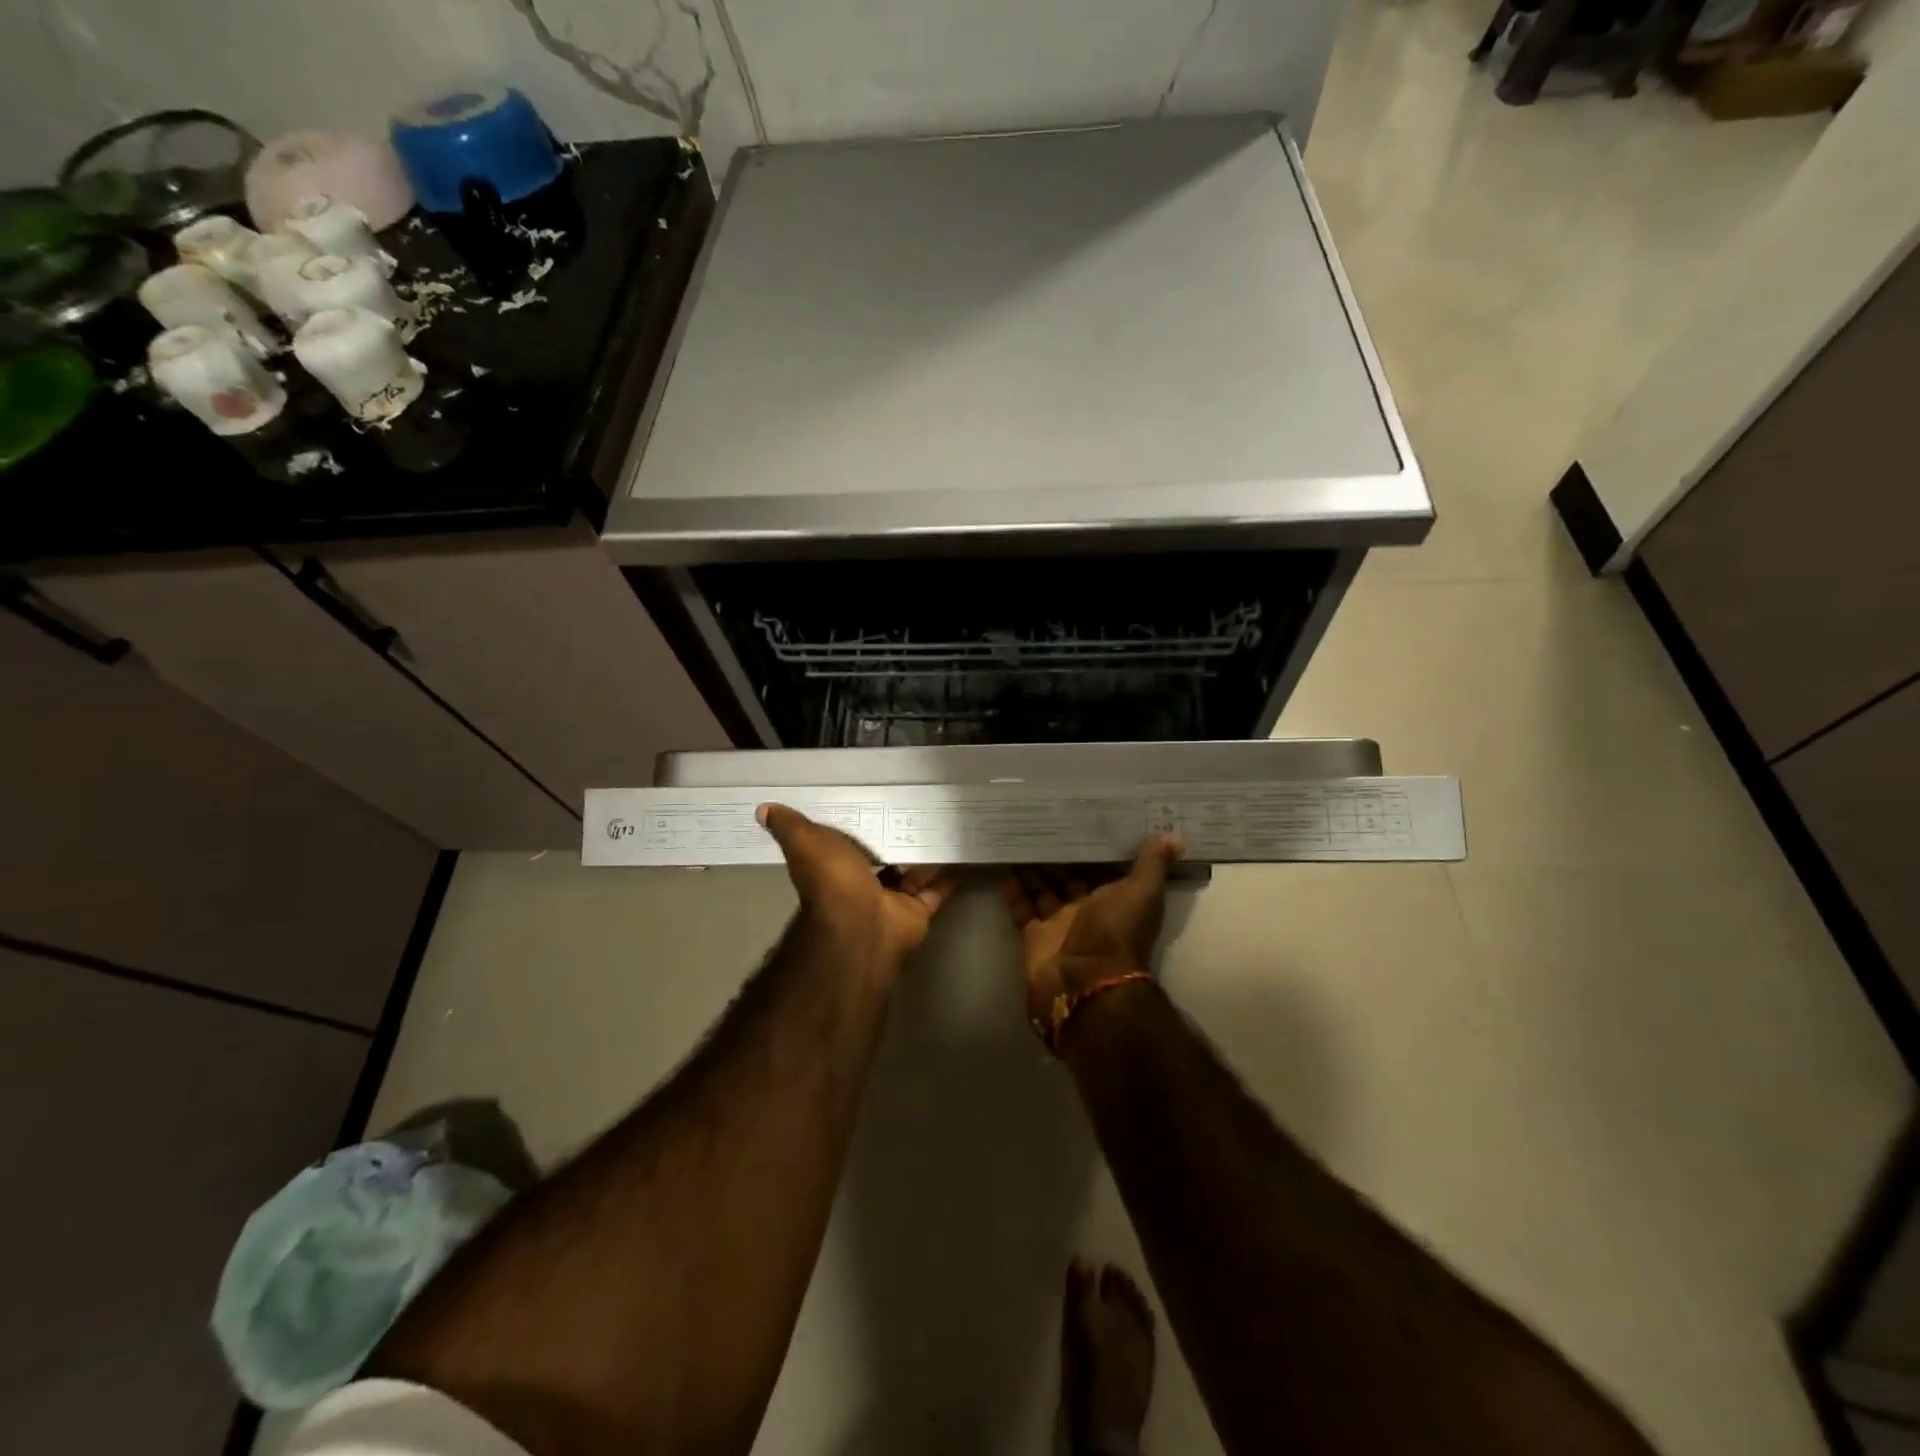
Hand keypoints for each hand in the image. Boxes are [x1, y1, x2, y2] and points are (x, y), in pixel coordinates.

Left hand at [759, 804, 960, 969]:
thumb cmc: (833, 882)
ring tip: (953, 815)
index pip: (850, 837)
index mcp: (837, 864)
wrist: (861, 927)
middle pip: (887, 853)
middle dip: (902, 832)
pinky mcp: (920, 909)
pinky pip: (940, 887)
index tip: (879, 793)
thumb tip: (763, 809)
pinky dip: (954, 872)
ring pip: (916, 869)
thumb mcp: (806, 844)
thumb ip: (790, 826)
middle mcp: (865, 882)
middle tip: (926, 799)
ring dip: (931, 849)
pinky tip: (970, 847)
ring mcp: (894, 898)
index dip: (861, 819)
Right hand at [1005, 834, 1182, 1030]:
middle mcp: (1089, 912)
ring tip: (1019, 834)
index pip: (1105, 868)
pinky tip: (1003, 863)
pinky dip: (1013, 889)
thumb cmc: (1115, 932)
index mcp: (1116, 901)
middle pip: (1071, 877)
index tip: (1083, 817)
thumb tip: (1175, 836)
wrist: (1084, 982)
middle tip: (1044, 819)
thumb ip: (1153, 865)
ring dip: (1034, 867)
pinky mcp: (1034, 937)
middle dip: (1060, 854)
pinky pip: (1022, 908)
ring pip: (1044, 889)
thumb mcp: (1141, 892)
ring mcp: (1059, 925)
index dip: (1096, 846)